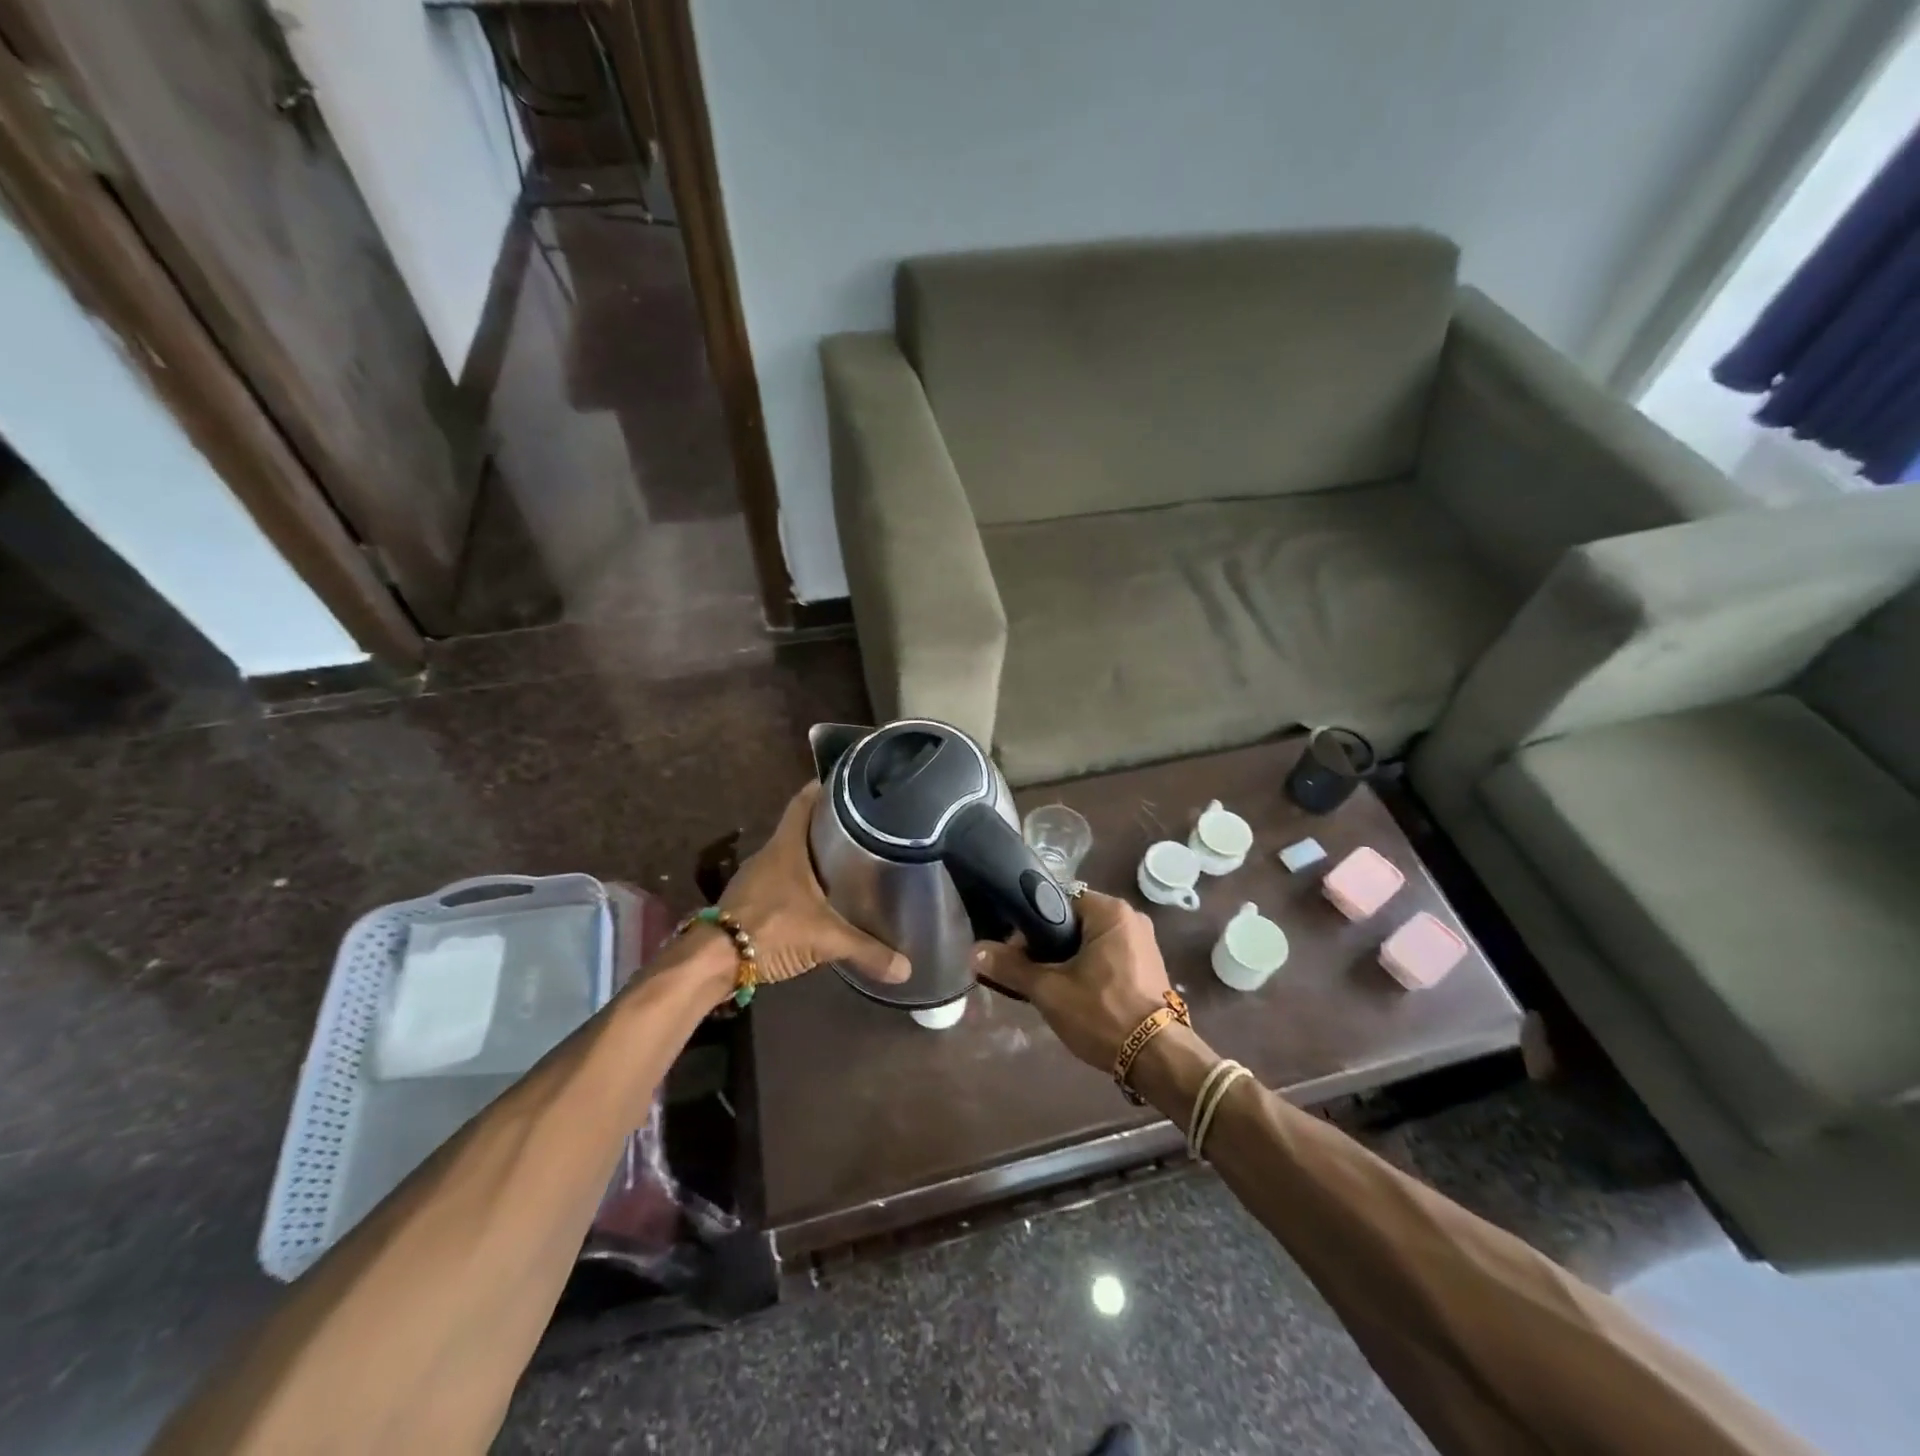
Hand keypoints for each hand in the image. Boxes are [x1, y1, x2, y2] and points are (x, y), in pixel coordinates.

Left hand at [719, 783, 910, 986]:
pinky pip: (779, 880)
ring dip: (812, 856)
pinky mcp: (748, 900)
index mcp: (787, 846)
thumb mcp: (825, 939)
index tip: (849, 783)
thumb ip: (866, 950)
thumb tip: (907, 968)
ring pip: (789, 856)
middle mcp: (769, 854)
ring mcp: (755, 877)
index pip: (804, 802)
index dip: (824, 788)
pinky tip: (817, 897)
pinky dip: (799, 882)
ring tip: (845, 860)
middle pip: (800, 828)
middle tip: (862, 826)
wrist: (714, 961)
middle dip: (827, 825)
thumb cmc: (772, 929)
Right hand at [972, 892, 1172, 1069]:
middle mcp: (1131, 919)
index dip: (1032, 923)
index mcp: (1111, 911)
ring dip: (1068, 960)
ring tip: (1048, 987)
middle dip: (1048, 945)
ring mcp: (1144, 944)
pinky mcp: (1149, 967)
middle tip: (1029, 973)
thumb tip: (975, 952)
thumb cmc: (1103, 1013)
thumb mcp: (1049, 990)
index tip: (1016, 951)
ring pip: (1090, 942)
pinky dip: (1089, 970)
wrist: (1158, 1059)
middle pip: (1074, 921)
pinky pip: (1108, 957)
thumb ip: (1011, 967)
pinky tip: (1075, 995)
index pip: (1059, 900)